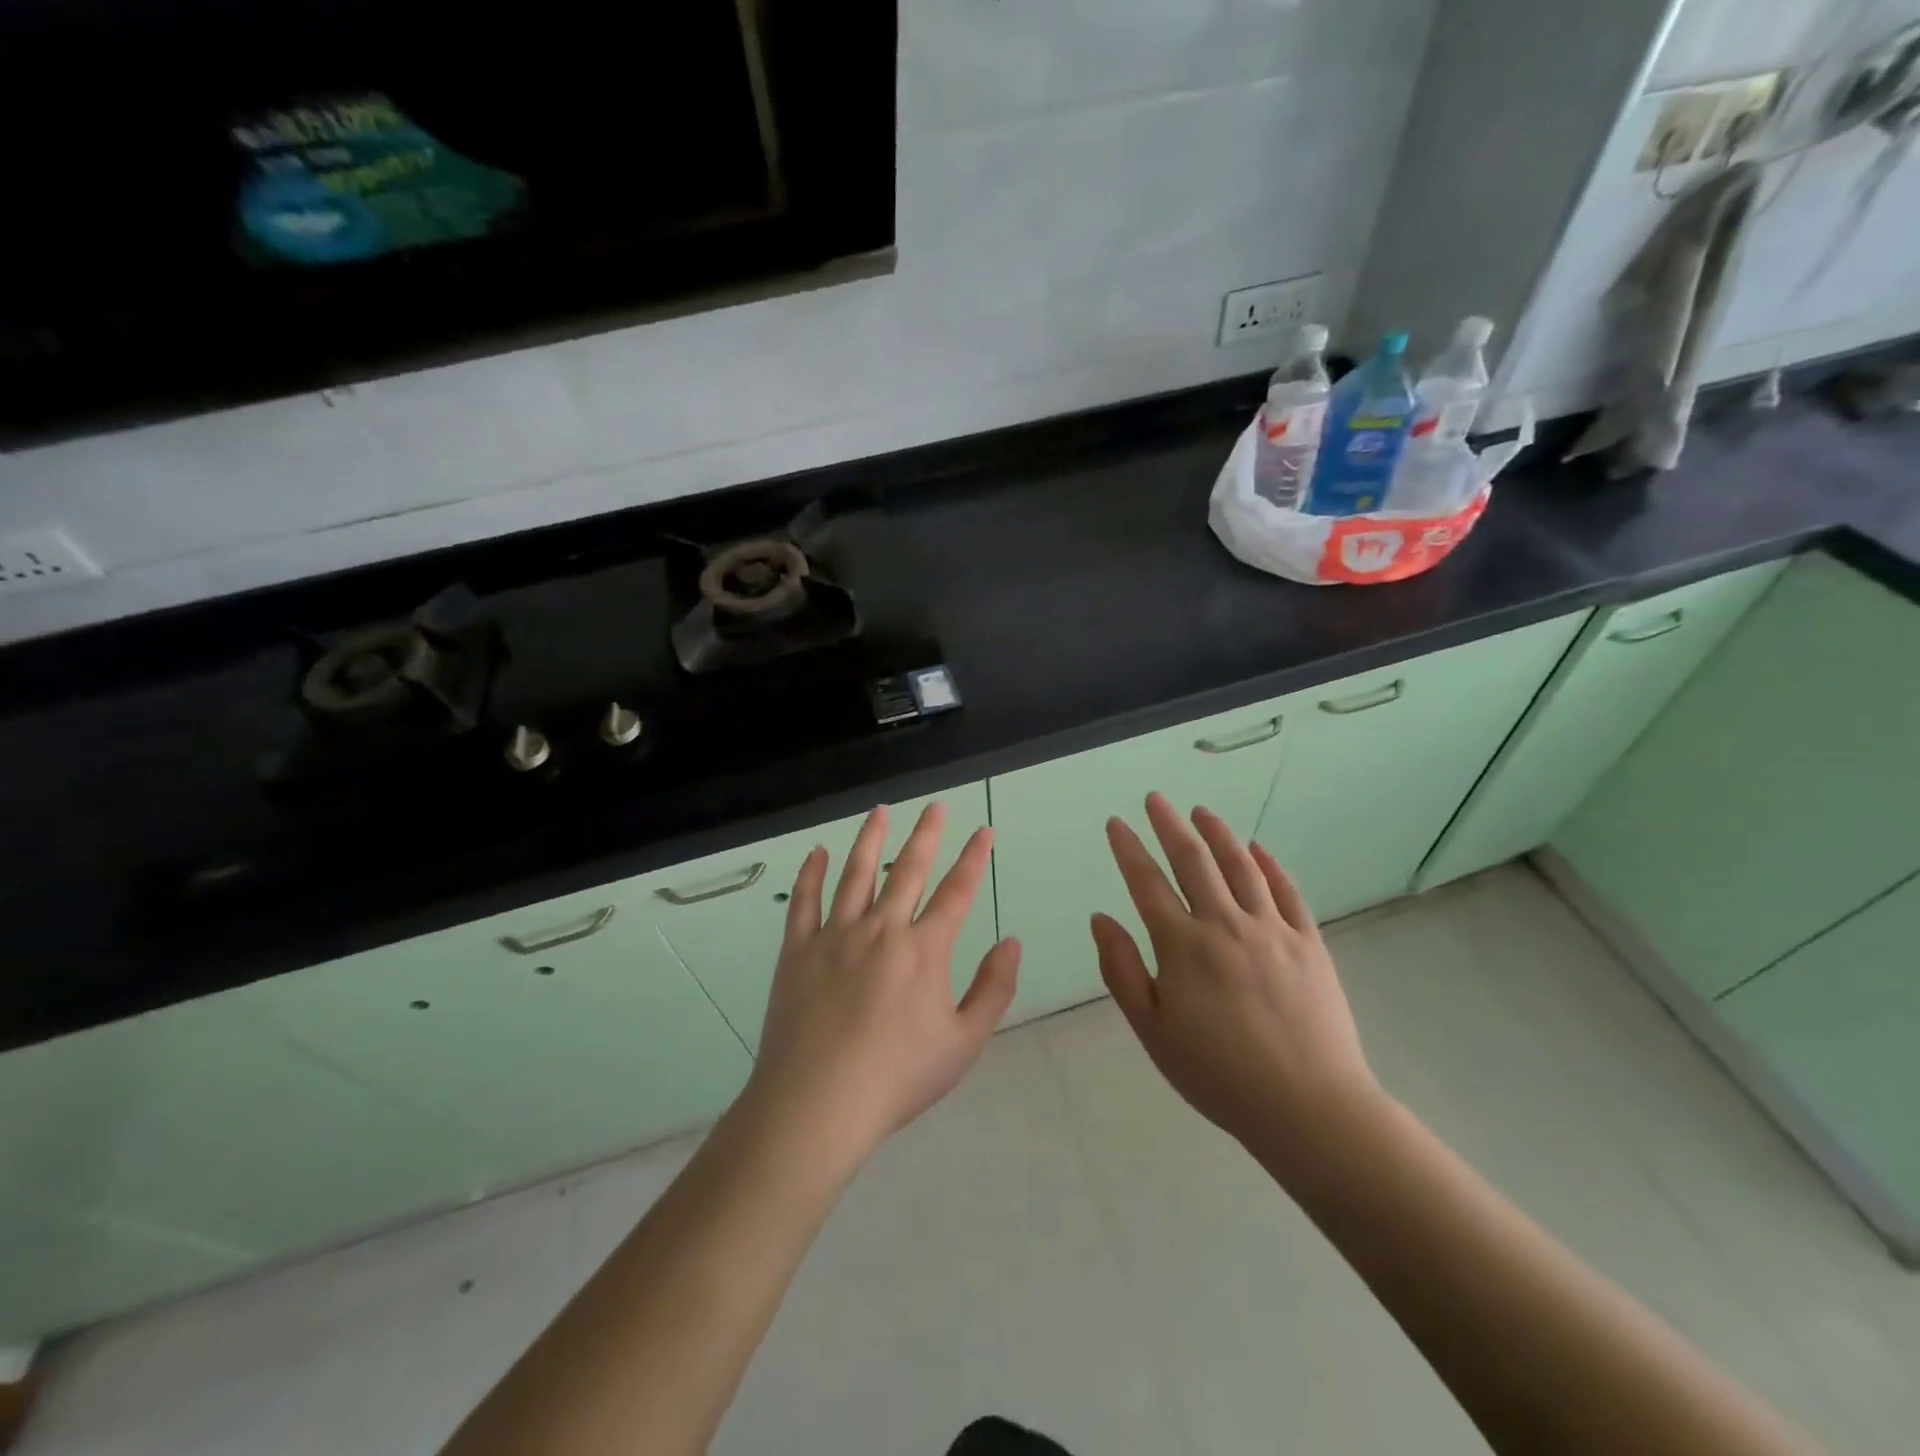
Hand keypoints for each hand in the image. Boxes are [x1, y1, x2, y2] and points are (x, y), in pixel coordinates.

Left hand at [749, 802, 1021, 1167]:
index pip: (957, 892)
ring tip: (880, 811)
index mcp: (924, 950)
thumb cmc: (897, 1078)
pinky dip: (811, 874)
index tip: (983, 831)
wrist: (818, 1103)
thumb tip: (1012, 943)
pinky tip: (817, 853)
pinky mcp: (798, 950)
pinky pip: (804, 901)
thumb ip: (993, 989)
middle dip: (927, 834)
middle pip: (909, 870)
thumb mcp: (964, 1043)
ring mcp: (835, 935)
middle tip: (936, 806)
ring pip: (856, 874)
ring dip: (871, 839)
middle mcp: (882, 929)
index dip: (973, 858)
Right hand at [1090, 793, 1380, 1171]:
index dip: (1128, 848)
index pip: (1147, 882)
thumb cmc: (1218, 1074)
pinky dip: (1269, 865)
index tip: (1116, 823)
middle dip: (1170, 824)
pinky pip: (1286, 891)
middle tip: (1156, 798)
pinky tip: (1258, 849)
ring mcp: (1271, 929)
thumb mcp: (1152, 1030)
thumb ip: (1122, 970)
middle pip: (1193, 860)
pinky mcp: (1308, 942)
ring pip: (1240, 866)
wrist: (1308, 1107)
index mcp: (1182, 945)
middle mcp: (1225, 924)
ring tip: (1202, 811)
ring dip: (1218, 833)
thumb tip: (1100, 918)